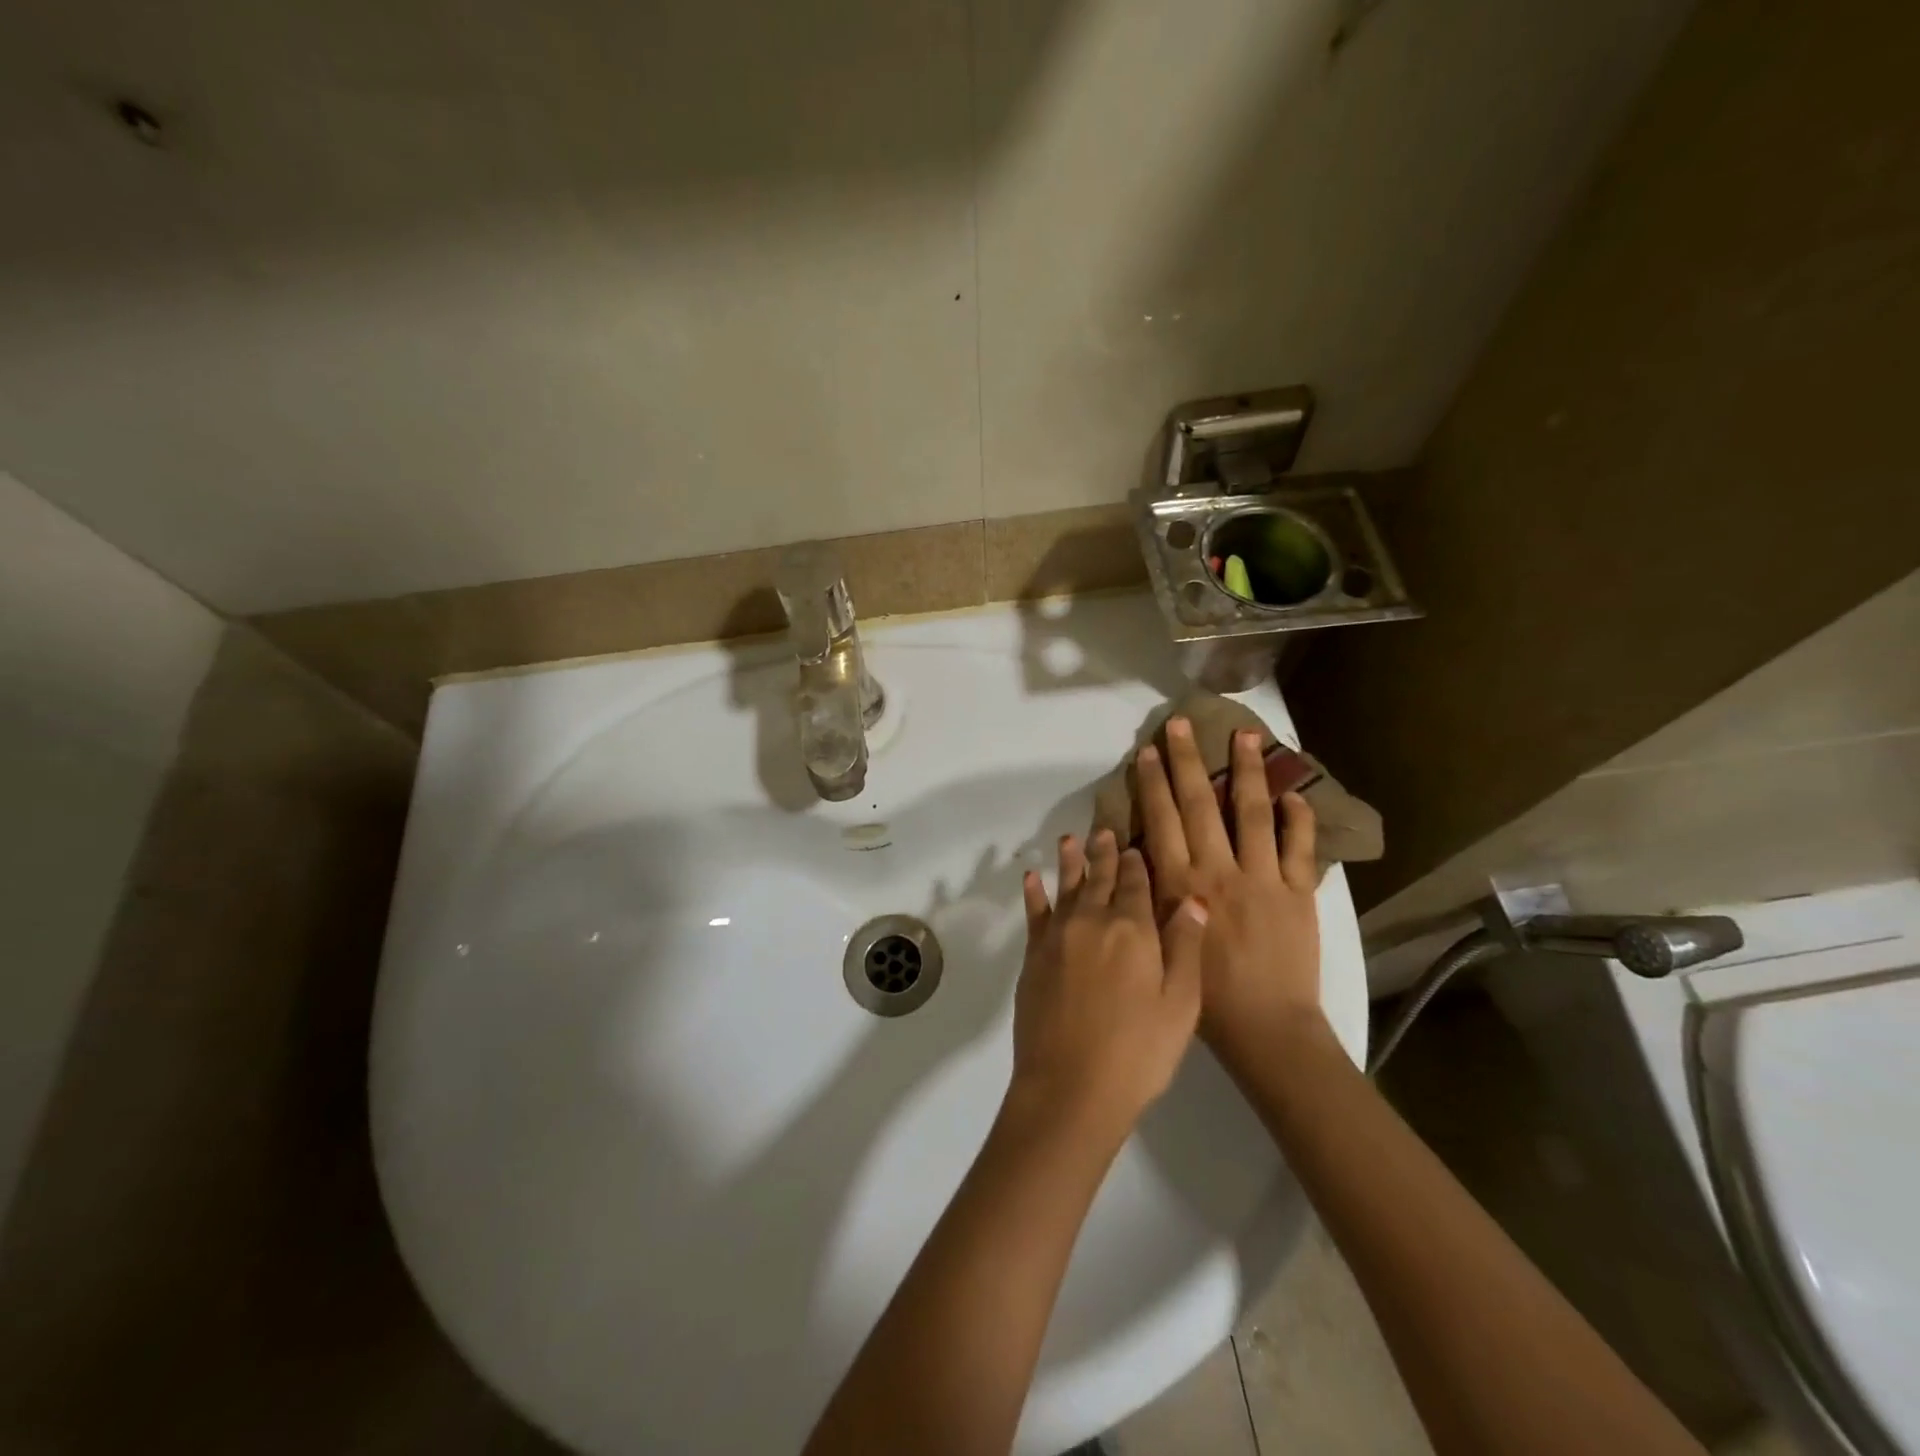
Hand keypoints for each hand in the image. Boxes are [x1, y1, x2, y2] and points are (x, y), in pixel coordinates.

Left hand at [1010, 830, 1208, 1140]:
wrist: (1071, 1087)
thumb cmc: (1139, 1052)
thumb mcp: (1180, 1004)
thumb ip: (1185, 947)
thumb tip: (1193, 899)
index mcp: (1133, 929)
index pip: (1136, 884)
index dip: (1136, 863)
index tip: (1134, 845)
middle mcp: (1093, 921)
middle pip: (1099, 878)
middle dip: (1103, 853)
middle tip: (1103, 830)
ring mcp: (1059, 937)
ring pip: (1067, 887)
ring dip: (1069, 862)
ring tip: (1069, 839)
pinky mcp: (1034, 957)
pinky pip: (1034, 913)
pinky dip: (1034, 893)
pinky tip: (1032, 877)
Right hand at [1133, 718, 1322, 1065]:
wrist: (1266, 1029)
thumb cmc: (1204, 994)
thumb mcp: (1159, 941)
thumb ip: (1151, 894)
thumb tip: (1138, 850)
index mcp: (1181, 883)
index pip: (1162, 819)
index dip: (1153, 781)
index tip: (1148, 750)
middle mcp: (1219, 869)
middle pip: (1201, 804)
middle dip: (1188, 761)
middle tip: (1182, 725)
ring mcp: (1264, 878)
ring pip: (1253, 813)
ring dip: (1248, 772)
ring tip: (1246, 736)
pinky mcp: (1299, 893)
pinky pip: (1300, 848)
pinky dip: (1300, 819)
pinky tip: (1297, 794)